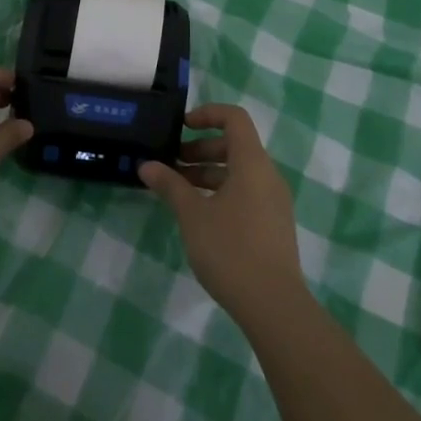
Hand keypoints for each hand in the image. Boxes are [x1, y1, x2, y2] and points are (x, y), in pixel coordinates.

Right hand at [140, 104, 305, 320]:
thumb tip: (146, 166)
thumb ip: (170, 185)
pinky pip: (246, 193)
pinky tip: (199, 215)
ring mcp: (274, 201)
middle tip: (171, 164)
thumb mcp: (193, 215)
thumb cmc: (231, 250)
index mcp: (252, 163)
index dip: (207, 114)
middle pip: (234, 145)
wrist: (274, 306)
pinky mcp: (273, 225)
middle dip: (200, 149)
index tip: (181, 127)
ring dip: (208, 173)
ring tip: (178, 191)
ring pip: (239, 172)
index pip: (234, 118)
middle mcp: (268, 175)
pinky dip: (221, 192)